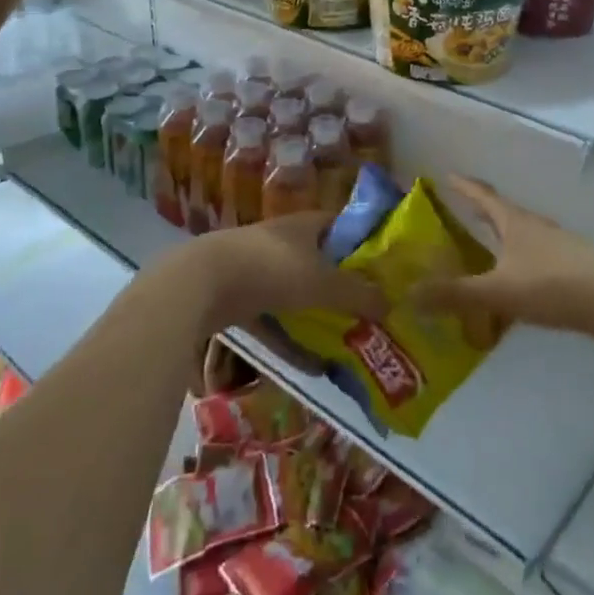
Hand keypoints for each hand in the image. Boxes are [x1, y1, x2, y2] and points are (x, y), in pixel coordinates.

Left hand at [188, 212, 385, 334]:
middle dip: (342, 287)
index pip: (339, 225)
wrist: (201, 285)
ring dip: (317, 318)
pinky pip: (273, 323)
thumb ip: (358, 294)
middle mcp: (281, 243)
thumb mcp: (323, 283)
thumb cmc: (271, 269)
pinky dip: (291, 343)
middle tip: (370, 311)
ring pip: (295, 296)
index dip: (361, 241)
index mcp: (302, 226)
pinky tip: (314, 368)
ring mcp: (257, 272)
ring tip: (348, 342)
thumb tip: (391, 304)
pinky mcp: (238, 301)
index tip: (383, 266)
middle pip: (319, 263)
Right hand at [414, 175, 593, 340]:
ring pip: (520, 238)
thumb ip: (454, 294)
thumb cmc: (554, 285)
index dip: (464, 186)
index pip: (483, 196)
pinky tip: (514, 286)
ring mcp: (557, 247)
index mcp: (514, 222)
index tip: (447, 175)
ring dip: (500, 240)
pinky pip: (534, 261)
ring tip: (481, 250)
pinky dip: (517, 266)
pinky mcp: (572, 270)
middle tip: (458, 213)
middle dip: (480, 212)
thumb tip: (407, 294)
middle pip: (502, 214)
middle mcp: (535, 228)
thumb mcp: (498, 291)